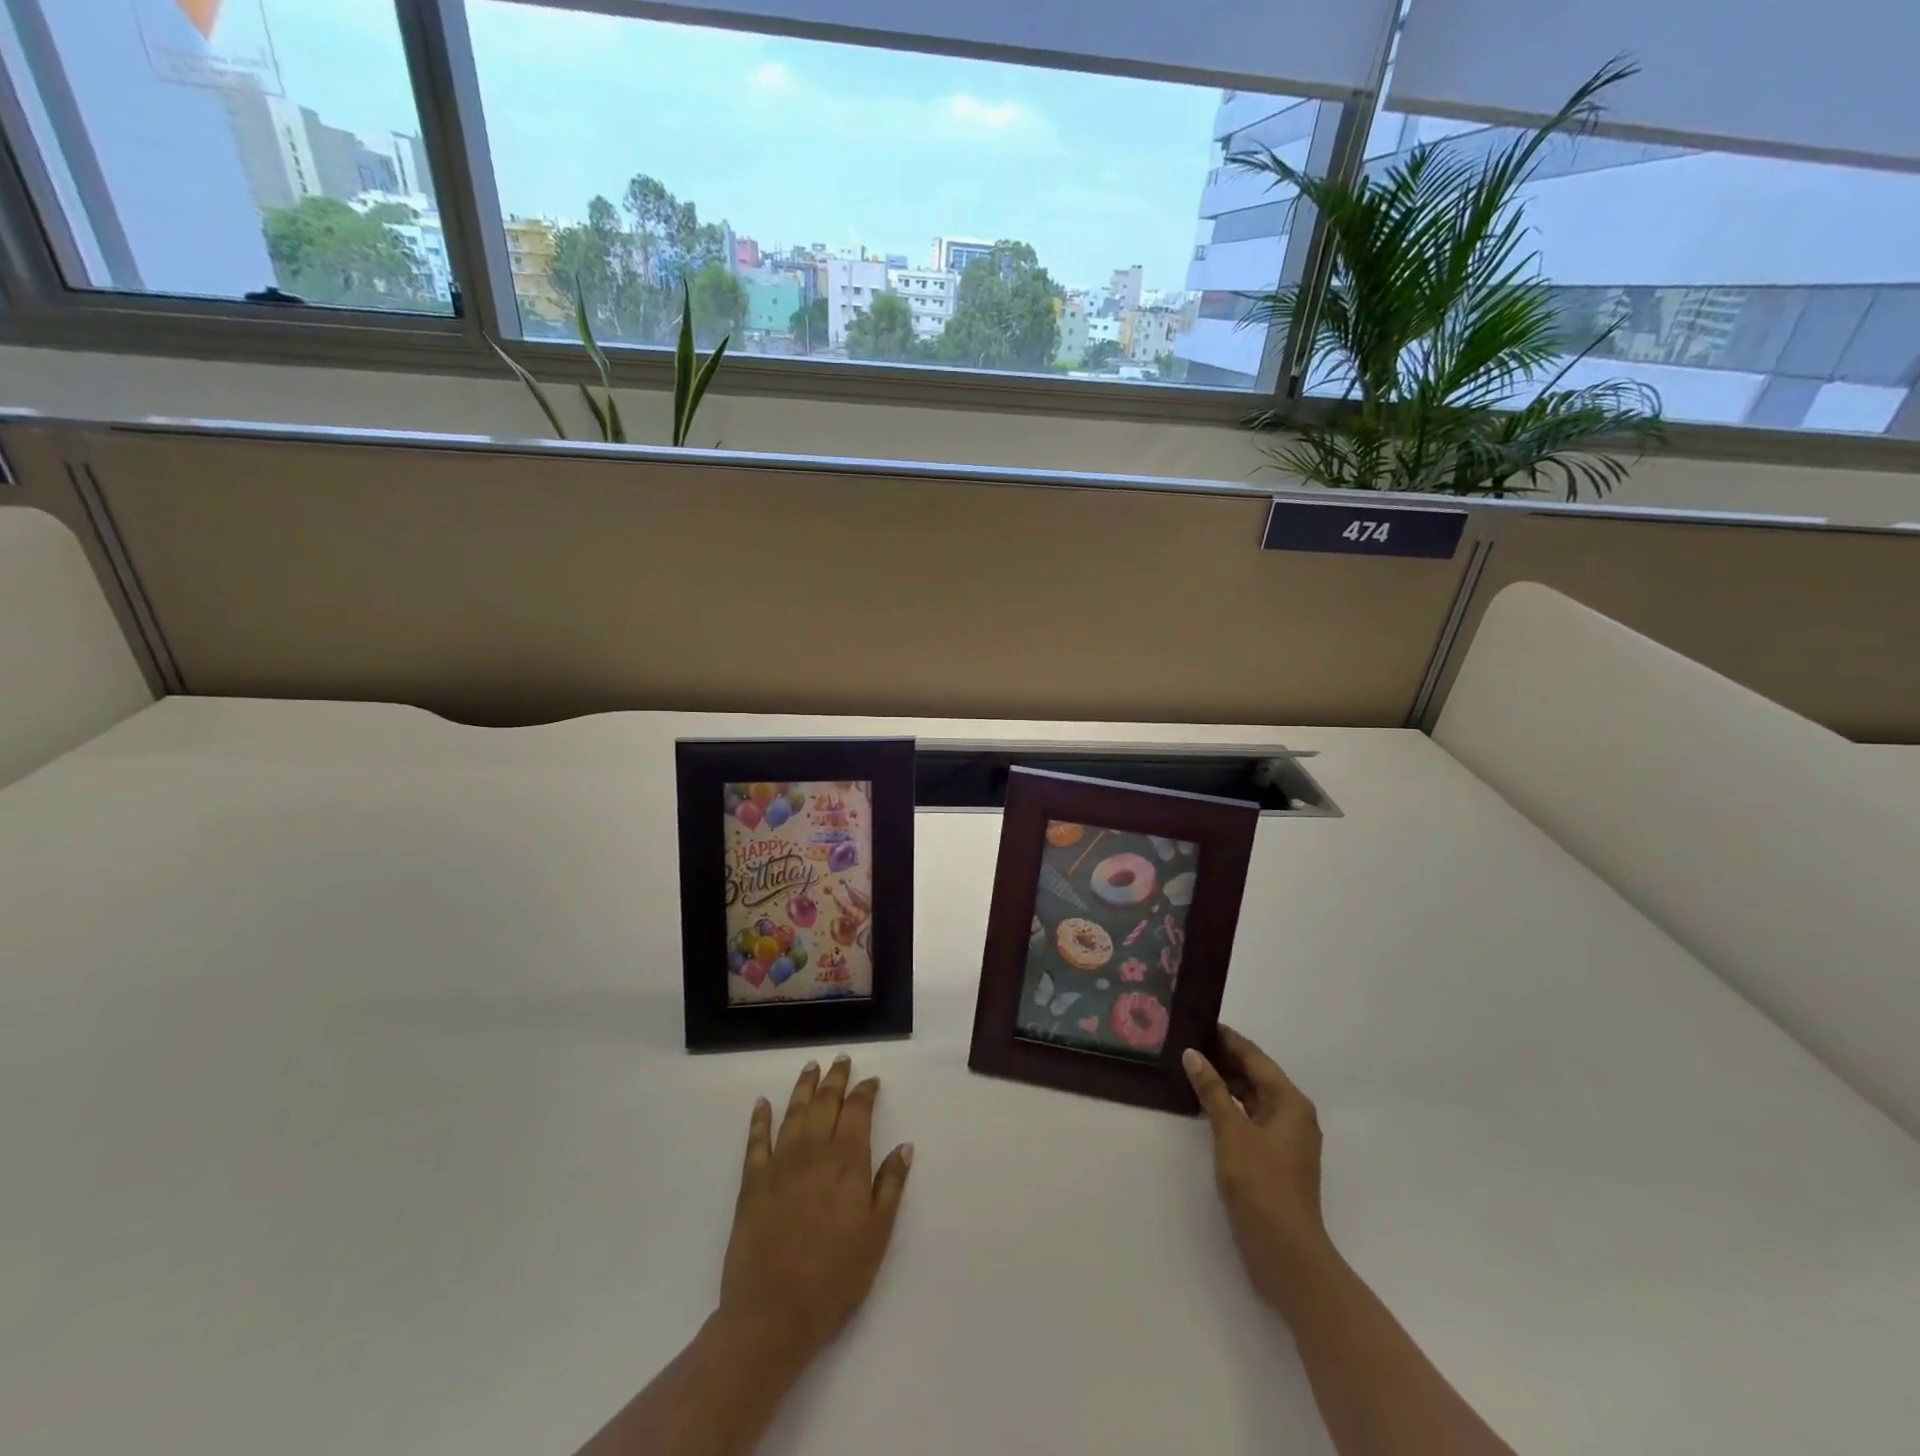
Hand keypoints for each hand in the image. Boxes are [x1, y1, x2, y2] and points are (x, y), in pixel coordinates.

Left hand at [717, 1055, 912, 1368]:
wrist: (774, 1312)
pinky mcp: (753, 1181)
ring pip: (794, 1111)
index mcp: (847, 1160)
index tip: (872, 1081)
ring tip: (810, 1067)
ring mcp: (780, 1162)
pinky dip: (759, 1118)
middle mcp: (814, 1150)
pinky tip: (762, 1103)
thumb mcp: (877, 1234)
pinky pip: (756, 1140)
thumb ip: (891, 1185)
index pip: (858, 1110)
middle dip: (835, 1078)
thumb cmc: (835, 1276)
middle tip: (841, 1060)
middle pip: (826, 1102)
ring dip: (803, 1086)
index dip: (866, 1091)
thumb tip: (904, 1146)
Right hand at [1183, 1025, 1330, 1312]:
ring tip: (1189, 1066)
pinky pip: (1248, 1117)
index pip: (1254, 1057)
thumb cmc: (1261, 1185)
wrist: (1286, 1254)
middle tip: (1186, 1041)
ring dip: (1224, 1082)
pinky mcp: (1273, 1158)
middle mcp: (1292, 1115)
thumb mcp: (1232, 1131)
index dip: (1227, 1039)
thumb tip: (1193, 1054)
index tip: (1198, 1021)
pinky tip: (1202, 1103)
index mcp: (1290, 1102)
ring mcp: (1284, 1139)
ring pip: (1251, 1097)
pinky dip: (1228, 1106)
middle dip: (1223, 1058)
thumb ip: (1212, 1090)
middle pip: (1255, 1075)